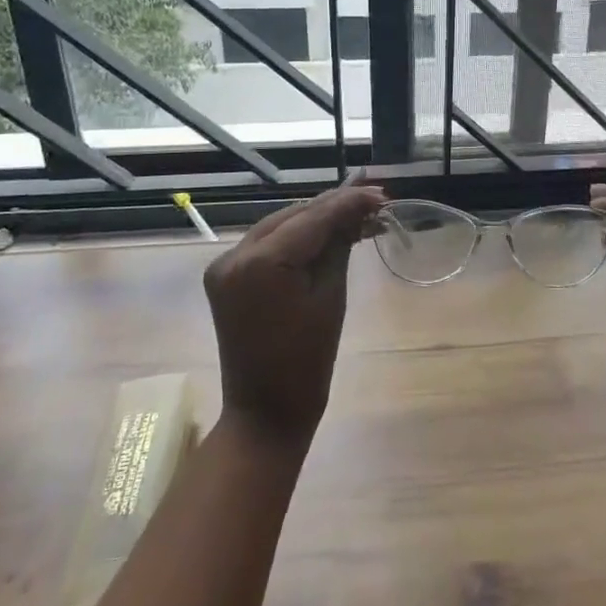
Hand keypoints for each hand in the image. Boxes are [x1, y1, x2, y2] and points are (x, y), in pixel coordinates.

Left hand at [203, 183, 386, 449]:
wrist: (265, 412)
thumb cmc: (307, 362)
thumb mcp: (331, 297)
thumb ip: (340, 246)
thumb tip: (359, 211)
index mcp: (261, 263)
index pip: (312, 218)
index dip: (348, 202)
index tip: (380, 193)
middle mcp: (235, 255)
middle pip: (293, 217)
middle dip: (333, 207)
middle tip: (373, 200)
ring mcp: (225, 264)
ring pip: (279, 226)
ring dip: (315, 219)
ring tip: (355, 213)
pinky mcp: (225, 276)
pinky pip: (266, 244)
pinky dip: (295, 238)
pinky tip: (324, 233)